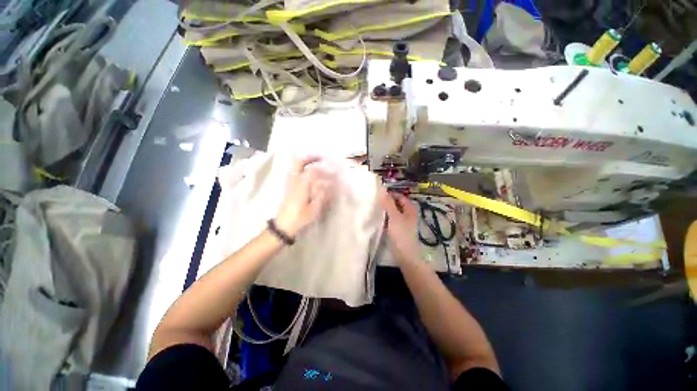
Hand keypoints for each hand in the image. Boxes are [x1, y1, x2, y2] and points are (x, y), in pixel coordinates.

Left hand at [275, 156, 331, 237]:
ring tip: (315, 163)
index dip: (320, 165)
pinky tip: (307, 173)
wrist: (283, 225)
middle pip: (298, 163)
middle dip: (309, 158)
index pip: (311, 169)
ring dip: (304, 162)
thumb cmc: (300, 217)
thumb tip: (327, 183)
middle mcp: (294, 181)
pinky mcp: (288, 188)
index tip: (328, 164)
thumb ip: (321, 194)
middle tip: (319, 158)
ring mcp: (289, 183)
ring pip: (294, 167)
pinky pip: (294, 173)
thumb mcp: (314, 208)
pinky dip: (301, 169)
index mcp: (301, 185)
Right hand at [378, 187, 420, 263]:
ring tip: (373, 207)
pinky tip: (376, 217)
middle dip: (385, 202)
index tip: (376, 194)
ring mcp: (402, 221)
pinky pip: (390, 219)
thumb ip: (388, 203)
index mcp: (409, 208)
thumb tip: (382, 189)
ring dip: (384, 210)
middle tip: (373, 200)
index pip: (398, 196)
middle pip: (395, 203)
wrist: (405, 255)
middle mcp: (407, 213)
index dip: (388, 194)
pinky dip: (384, 217)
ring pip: (392, 211)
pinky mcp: (397, 228)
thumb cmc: (401, 234)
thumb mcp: (394, 217)